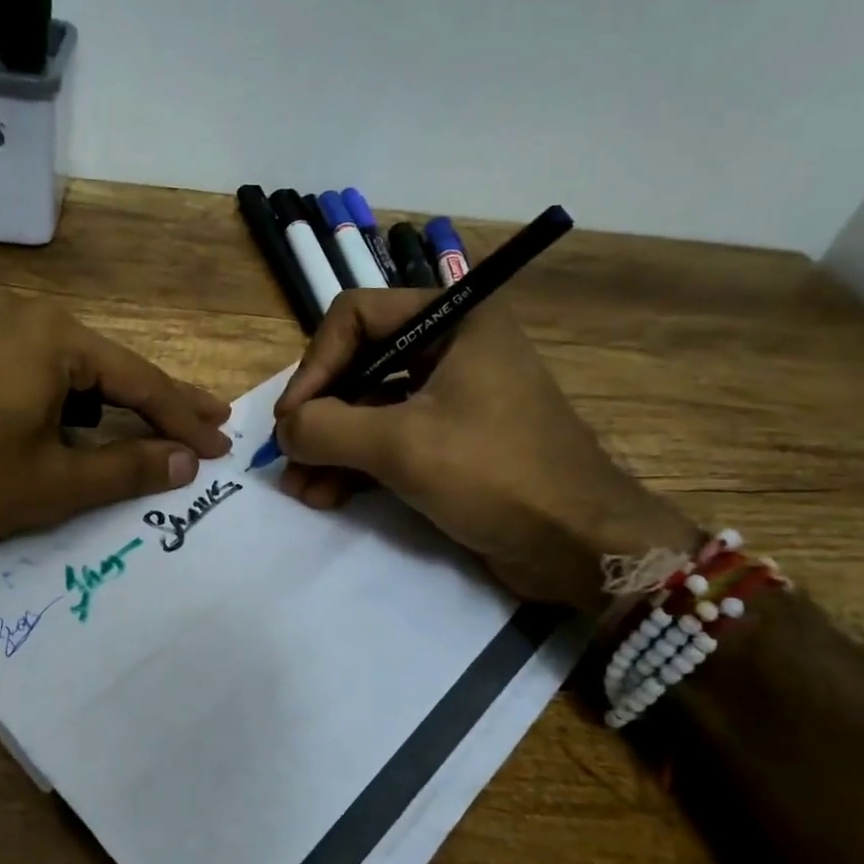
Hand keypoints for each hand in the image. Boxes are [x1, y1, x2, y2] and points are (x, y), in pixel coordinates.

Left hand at [0, 292, 230, 548]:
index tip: (218, 447)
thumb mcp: (52, 484)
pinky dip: (56, 389)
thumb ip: (128, 470)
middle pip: (105, 364)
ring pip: (63, 362)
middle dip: (156, 399)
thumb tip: (185, 463)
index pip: (139, 382)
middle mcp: (21, 312)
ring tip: (138, 422)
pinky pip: (23, 361)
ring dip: (104, 395)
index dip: (182, 420)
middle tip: (206, 418)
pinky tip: (63, 411)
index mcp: (54, 337)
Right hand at [273, 290, 696, 605]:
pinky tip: (326, 496)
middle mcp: (450, 347)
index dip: (316, 364)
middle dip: (319, 415)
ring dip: (330, 447)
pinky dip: (355, 464)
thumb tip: (284, 430)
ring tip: (300, 489)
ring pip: (368, 407)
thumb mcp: (401, 446)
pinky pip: (388, 439)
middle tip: (289, 457)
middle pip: (357, 364)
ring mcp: (451, 396)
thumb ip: (327, 428)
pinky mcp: (450, 441)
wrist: (579, 547)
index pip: (356, 316)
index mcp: (453, 320)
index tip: (293, 418)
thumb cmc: (496, 475)